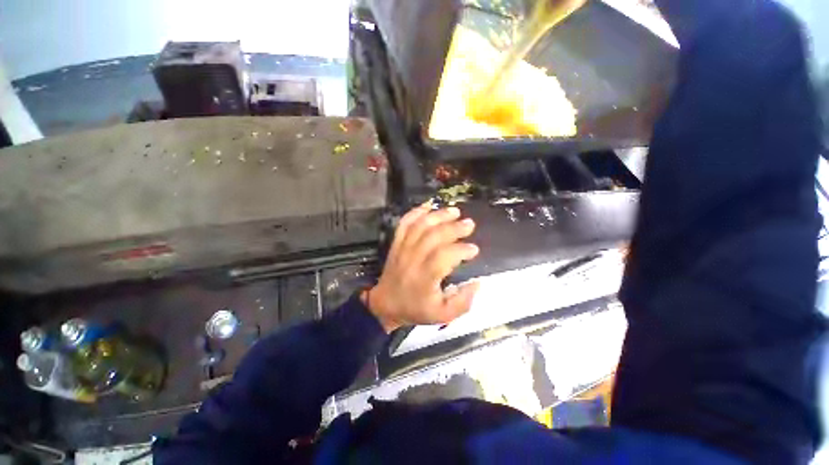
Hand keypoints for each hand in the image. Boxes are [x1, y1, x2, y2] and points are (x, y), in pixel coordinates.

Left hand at [363, 203, 480, 332]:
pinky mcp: (396, 243)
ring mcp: (402, 248)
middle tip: (469, 224)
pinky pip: (404, 223)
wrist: (385, 304)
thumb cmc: (416, 309)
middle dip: (454, 228)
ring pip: (420, 226)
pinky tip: (428, 206)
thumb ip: (463, 301)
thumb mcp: (443, 315)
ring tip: (455, 211)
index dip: (461, 250)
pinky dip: (416, 212)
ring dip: (438, 216)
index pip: (444, 257)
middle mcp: (413, 259)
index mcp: (425, 278)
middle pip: (434, 236)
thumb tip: (477, 283)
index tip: (474, 249)